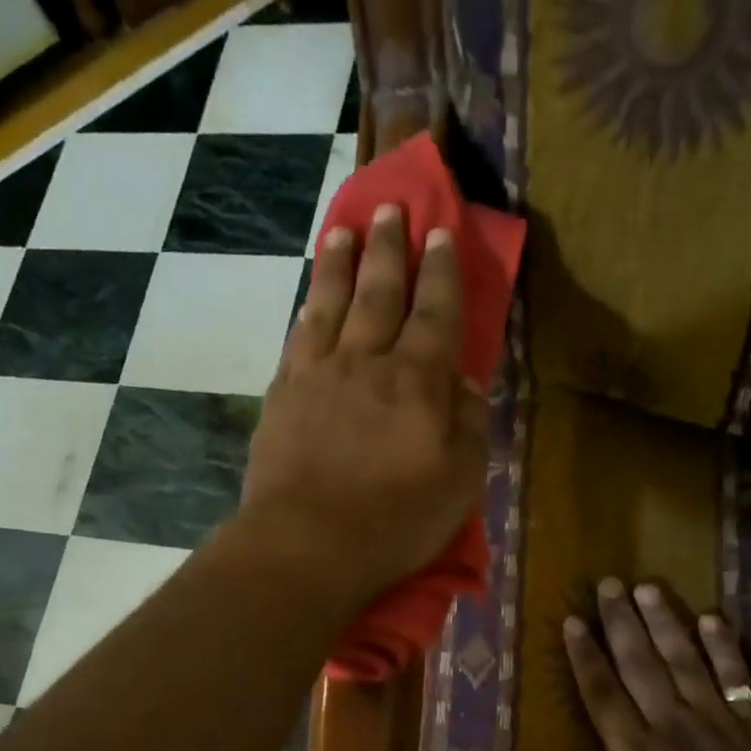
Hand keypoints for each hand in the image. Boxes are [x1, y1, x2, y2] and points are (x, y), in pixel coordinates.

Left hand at [240, 203, 487, 602]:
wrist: (307, 543)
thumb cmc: (394, 520)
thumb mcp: (460, 481)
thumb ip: (469, 423)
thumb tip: (464, 380)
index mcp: (417, 380)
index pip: (434, 311)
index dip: (440, 270)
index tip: (440, 231)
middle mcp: (367, 361)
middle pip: (379, 292)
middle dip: (388, 247)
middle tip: (390, 207)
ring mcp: (318, 374)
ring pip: (331, 302)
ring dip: (340, 262)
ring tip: (344, 228)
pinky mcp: (282, 395)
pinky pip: (298, 336)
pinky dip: (307, 309)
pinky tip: (310, 297)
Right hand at [514, 579, 750, 750]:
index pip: (602, 691)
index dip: (585, 654)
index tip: (573, 620)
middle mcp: (669, 722)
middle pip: (639, 663)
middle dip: (621, 622)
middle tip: (608, 584)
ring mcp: (713, 718)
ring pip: (682, 659)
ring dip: (663, 622)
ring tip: (647, 587)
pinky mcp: (750, 723)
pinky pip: (734, 676)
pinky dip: (723, 647)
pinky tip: (710, 618)